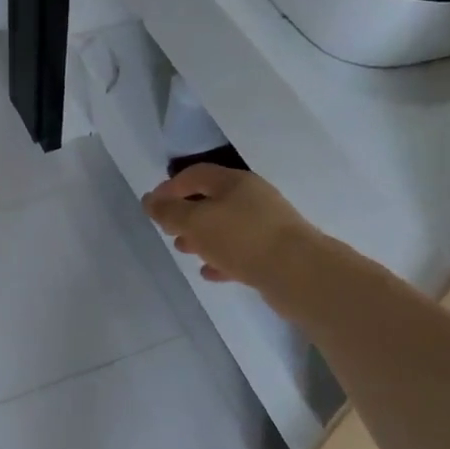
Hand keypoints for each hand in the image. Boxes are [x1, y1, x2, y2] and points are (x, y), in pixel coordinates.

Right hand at [143, 165, 325, 303]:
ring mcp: (267, 226)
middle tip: (168, 230)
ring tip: (184, 251)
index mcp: (235, 183)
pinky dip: (222, 258)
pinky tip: (209, 273)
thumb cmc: (242, 239)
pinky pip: (241, 252)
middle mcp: (253, 199)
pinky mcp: (275, 253)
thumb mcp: (196, 222)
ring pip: (226, 227)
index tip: (152, 205)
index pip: (196, 175)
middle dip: (186, 215)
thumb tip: (149, 200)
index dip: (171, 187)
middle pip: (212, 200)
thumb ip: (169, 212)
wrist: (300, 274)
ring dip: (202, 238)